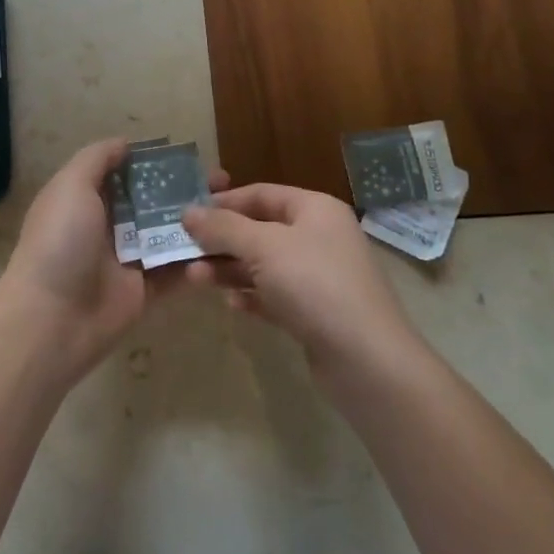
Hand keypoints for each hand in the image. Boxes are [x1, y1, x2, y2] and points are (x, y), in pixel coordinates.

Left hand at [0, 138, 226, 378]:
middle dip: (186, 190)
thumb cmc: (60, 242)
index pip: (127, 172)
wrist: (52, 318)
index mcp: (87, 198)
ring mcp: (127, 258)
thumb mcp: (71, 186)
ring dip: (198, 222)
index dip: (157, 163)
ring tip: (234, 212)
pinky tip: (227, 246)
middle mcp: (108, 225)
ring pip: (168, 234)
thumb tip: (125, 143)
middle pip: (153, 201)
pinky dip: (197, 260)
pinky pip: (176, 271)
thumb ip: (97, 159)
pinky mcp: (144, 291)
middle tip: (225, 184)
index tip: (192, 156)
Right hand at [181, 184, 419, 377]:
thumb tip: (188, 212)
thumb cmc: (314, 285)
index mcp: (314, 209)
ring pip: (264, 264)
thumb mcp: (262, 247)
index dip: (222, 202)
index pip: (260, 194)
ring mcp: (320, 276)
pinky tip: (233, 305)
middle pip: (259, 230)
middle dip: (221, 241)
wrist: (367, 360)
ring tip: (196, 280)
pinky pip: (276, 295)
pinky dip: (252, 296)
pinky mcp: (317, 312)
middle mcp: (319, 236)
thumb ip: (222, 227)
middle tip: (185, 252)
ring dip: (230, 270)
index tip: (187, 215)